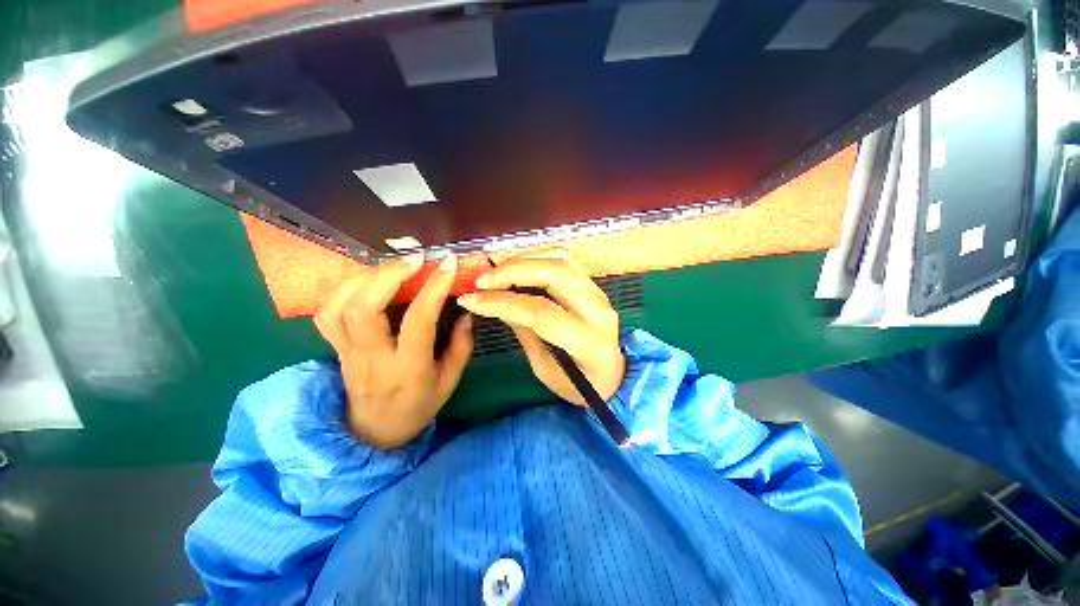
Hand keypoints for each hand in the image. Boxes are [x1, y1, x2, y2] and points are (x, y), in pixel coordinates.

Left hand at [313, 254, 472, 448]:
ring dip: (364, 277)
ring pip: (337, 307)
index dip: (433, 288)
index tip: (448, 264)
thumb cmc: (418, 406)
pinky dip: (343, 289)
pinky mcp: (335, 348)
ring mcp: (347, 352)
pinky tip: (366, 280)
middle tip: (414, 260)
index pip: (418, 320)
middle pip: (363, 308)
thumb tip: (465, 312)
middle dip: (388, 275)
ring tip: (391, 267)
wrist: (375, 432)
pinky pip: (326, 313)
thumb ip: (461, 345)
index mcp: (408, 368)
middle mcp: (372, 357)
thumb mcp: (450, 381)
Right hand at [457, 250, 624, 405]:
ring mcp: (600, 293)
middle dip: (513, 271)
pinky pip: (565, 261)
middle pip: (556, 274)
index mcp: (587, 342)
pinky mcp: (594, 285)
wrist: (613, 375)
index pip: (541, 313)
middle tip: (483, 281)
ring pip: (561, 260)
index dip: (502, 302)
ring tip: (496, 273)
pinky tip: (517, 268)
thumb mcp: (545, 369)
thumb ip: (524, 332)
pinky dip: (537, 258)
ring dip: (524, 260)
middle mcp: (599, 311)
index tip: (471, 299)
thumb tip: (496, 303)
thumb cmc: (577, 384)